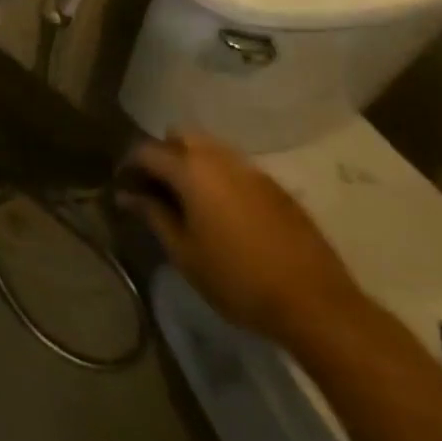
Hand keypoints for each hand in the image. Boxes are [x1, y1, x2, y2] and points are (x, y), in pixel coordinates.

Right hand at [121, 132, 364, 347]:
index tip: (125, 187)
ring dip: (194, 163)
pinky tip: (224, 212)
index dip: (130, 166)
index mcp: (192, 170)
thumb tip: (127, 194)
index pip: (147, 150)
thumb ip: (153, 215)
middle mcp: (220, 158)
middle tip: (158, 189)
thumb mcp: (184, 253)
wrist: (316, 304)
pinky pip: (237, 168)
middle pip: (181, 136)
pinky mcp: (277, 188)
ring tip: (190, 200)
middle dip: (164, 154)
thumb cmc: (238, 279)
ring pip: (211, 148)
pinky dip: (221, 177)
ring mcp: (252, 170)